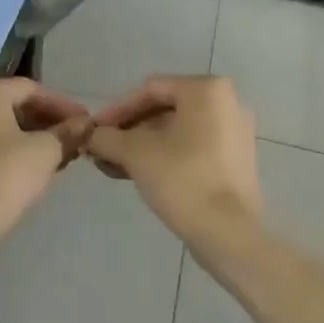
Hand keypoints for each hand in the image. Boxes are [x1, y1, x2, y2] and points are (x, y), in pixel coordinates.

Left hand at [0, 77, 89, 230]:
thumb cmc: (6, 175)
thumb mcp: (46, 151)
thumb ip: (68, 132)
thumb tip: (85, 123)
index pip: (31, 88)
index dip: (62, 104)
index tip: (85, 122)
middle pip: (14, 104)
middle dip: (47, 120)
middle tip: (75, 137)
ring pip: (2, 125)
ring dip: (33, 136)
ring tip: (61, 153)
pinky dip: (14, 148)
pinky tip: (35, 166)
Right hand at [86, 75, 261, 241]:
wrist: (228, 233)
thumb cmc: (182, 179)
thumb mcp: (134, 153)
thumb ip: (106, 137)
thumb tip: (89, 136)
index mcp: (206, 89)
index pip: (150, 89)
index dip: (116, 109)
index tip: (94, 131)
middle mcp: (226, 102)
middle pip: (164, 108)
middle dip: (128, 129)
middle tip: (102, 149)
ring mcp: (234, 131)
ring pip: (176, 130)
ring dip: (142, 144)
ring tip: (114, 165)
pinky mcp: (235, 159)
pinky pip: (192, 146)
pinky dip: (164, 154)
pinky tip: (137, 173)